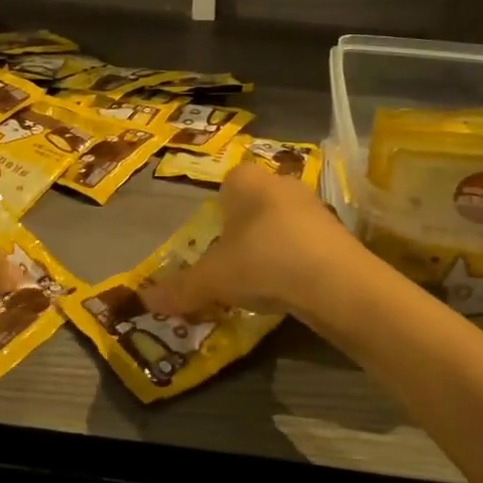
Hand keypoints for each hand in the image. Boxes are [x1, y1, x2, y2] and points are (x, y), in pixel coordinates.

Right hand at [141, 163, 354, 318]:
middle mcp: (280, 182)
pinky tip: (289, 288)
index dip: (215, 217)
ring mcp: (313, 205)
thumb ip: (180, 288)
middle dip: (241, 234)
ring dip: (268, 248)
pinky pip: (303, 243)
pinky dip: (294, 261)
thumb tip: (145, 302)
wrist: (336, 282)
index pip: (224, 187)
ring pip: (279, 224)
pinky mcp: (337, 231)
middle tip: (231, 267)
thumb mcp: (213, 279)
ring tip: (260, 283)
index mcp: (246, 180)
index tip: (212, 246)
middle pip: (252, 207)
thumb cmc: (263, 262)